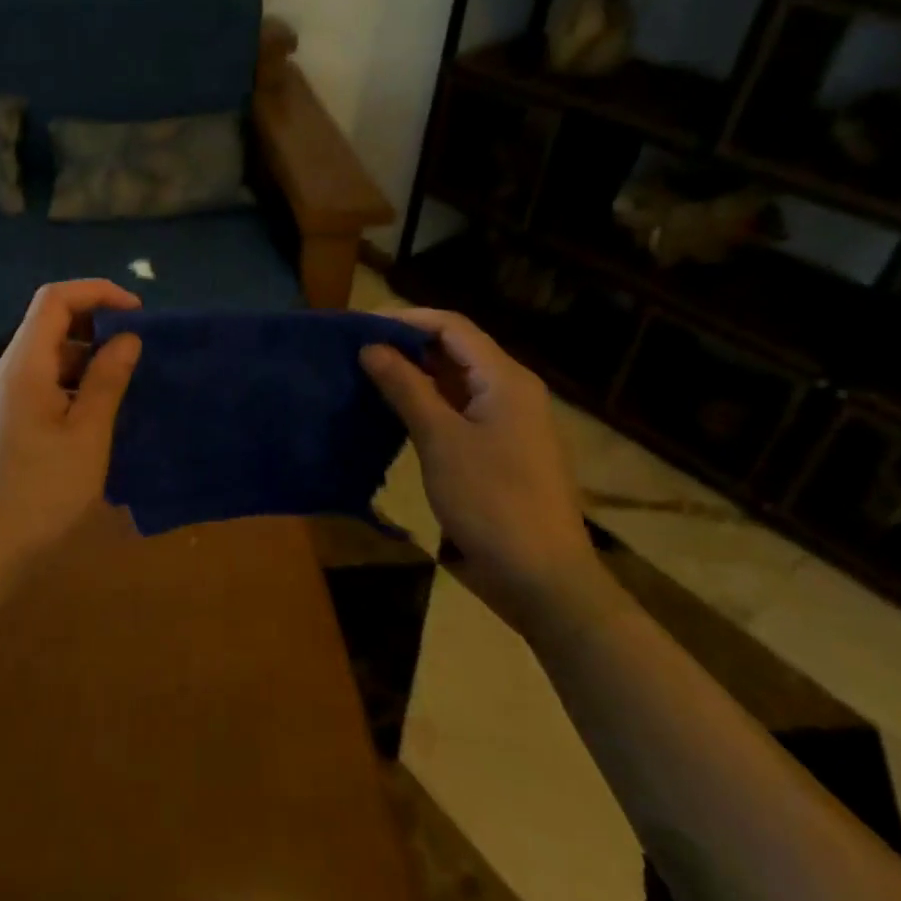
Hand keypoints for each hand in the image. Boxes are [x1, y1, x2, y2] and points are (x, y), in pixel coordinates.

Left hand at [0, 280, 143, 565]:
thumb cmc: (43, 492)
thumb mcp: (87, 435)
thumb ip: (107, 380)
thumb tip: (128, 337)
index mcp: (24, 366)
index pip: (54, 299)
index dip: (96, 292)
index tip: (137, 312)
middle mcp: (9, 370)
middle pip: (50, 321)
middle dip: (96, 321)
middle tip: (137, 345)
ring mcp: (5, 394)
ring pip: (49, 352)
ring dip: (87, 353)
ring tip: (126, 377)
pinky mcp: (9, 415)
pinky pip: (44, 378)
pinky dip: (74, 378)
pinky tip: (100, 405)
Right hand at [361, 310, 621, 644]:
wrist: (544, 581)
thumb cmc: (492, 502)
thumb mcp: (440, 440)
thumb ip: (405, 387)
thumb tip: (371, 347)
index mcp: (506, 379)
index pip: (451, 326)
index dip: (405, 319)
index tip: (360, 325)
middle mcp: (511, 390)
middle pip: (455, 349)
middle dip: (407, 344)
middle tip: (357, 349)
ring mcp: (509, 422)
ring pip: (456, 381)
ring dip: (415, 374)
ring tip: (367, 375)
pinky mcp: (501, 449)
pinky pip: (460, 409)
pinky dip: (427, 403)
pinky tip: (395, 412)